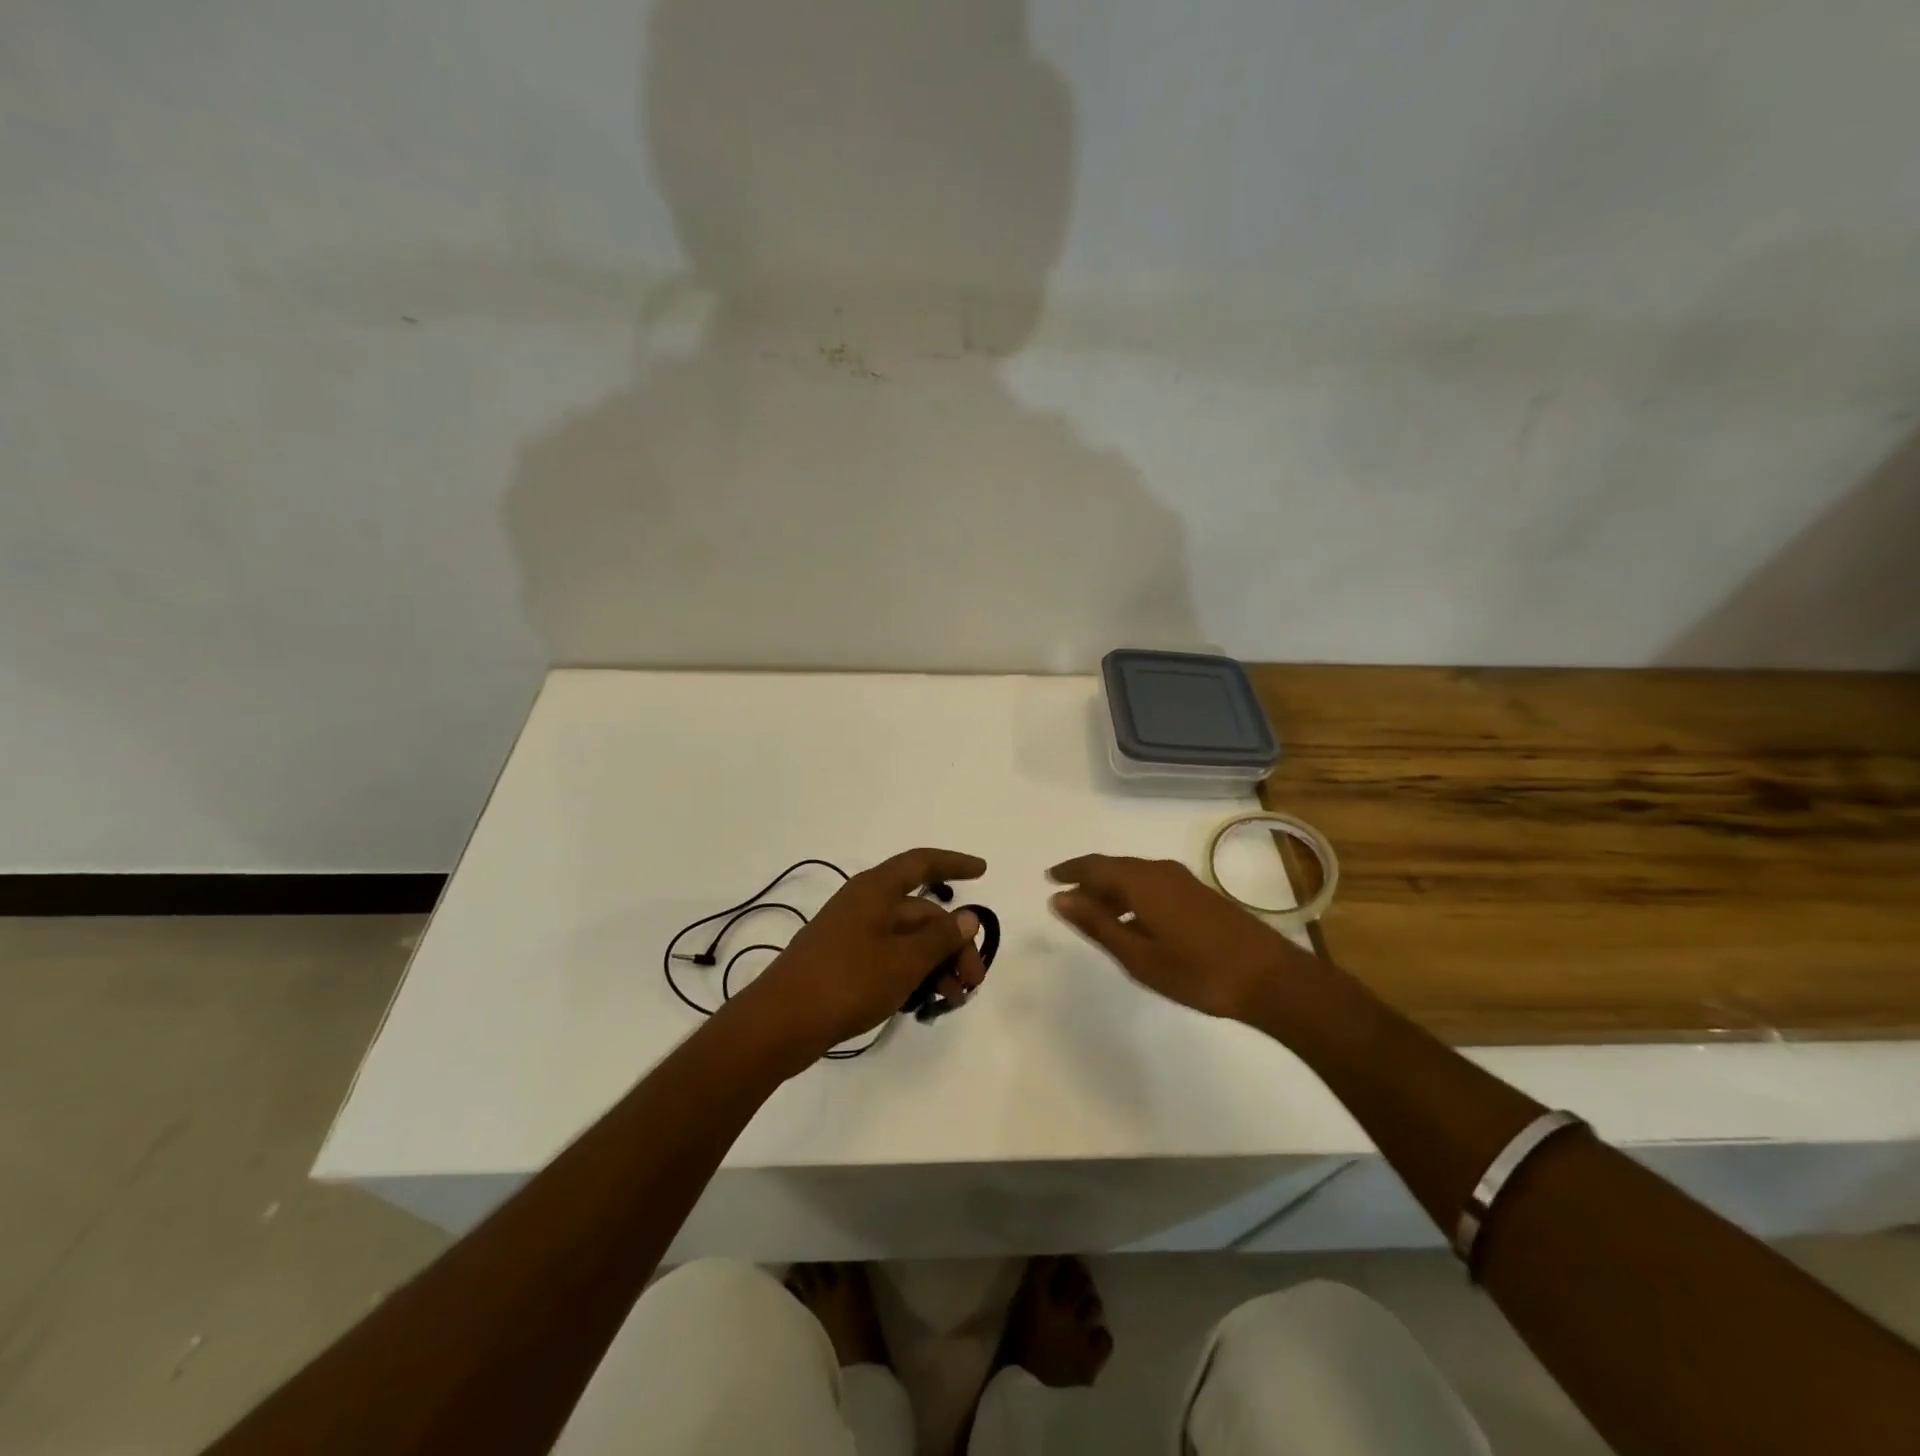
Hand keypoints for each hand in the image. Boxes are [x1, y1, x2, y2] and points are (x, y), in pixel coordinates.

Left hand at [732, 848, 988, 1066]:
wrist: (780, 1024)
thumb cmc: (846, 982)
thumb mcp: (903, 961)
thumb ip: (940, 938)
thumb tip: (968, 916)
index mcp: (875, 891)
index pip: (921, 863)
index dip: (954, 863)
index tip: (984, 871)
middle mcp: (864, 905)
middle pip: (921, 913)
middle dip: (953, 943)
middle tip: (973, 981)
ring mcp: (852, 935)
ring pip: (908, 940)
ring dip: (936, 964)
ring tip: (953, 1000)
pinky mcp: (844, 964)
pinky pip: (890, 959)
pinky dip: (913, 975)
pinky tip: (925, 1003)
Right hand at [1047, 854, 1315, 1021]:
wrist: (1270, 979)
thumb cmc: (1197, 971)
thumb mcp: (1137, 955)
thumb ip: (1096, 924)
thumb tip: (1059, 898)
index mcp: (1141, 881)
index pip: (1094, 866)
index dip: (1069, 871)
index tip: (1048, 878)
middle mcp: (1160, 871)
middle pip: (1114, 868)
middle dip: (1088, 882)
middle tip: (1067, 902)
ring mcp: (1183, 881)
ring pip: (1134, 877)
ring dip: (1111, 892)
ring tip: (1095, 917)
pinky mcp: (1199, 894)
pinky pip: (1152, 885)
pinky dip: (1132, 897)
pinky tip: (1133, 923)